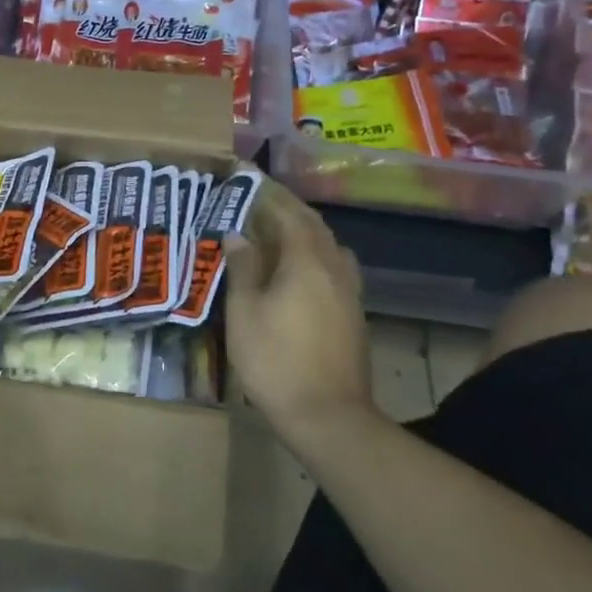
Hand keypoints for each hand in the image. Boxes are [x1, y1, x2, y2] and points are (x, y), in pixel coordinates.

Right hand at [225, 182, 372, 431]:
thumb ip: (243, 268)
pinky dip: (313, 252)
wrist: (329, 417)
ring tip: (275, 229)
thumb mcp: (245, 312)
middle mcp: (333, 267)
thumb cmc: (276, 361)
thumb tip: (238, 234)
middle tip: (257, 197)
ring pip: (327, 245)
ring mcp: (349, 291)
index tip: (244, 174)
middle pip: (311, 224)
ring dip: (302, 229)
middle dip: (285, 206)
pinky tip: (297, 268)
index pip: (287, 211)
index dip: (265, 191)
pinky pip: (333, 266)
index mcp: (306, 260)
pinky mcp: (353, 312)